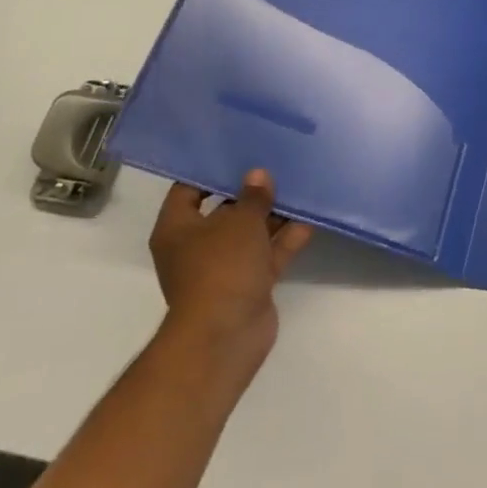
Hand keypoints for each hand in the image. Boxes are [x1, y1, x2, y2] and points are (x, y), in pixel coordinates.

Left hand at [149, 170, 312, 378]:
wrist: (226, 334)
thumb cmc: (221, 267)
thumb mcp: (240, 221)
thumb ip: (254, 196)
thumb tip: (258, 175)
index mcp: (177, 229)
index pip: (187, 190)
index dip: (211, 171)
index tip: (238, 152)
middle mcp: (196, 247)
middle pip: (224, 211)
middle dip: (250, 192)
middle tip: (276, 164)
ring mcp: (223, 267)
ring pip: (250, 233)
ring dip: (273, 216)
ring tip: (299, 186)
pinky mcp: (248, 284)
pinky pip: (267, 255)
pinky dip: (285, 240)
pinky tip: (309, 220)